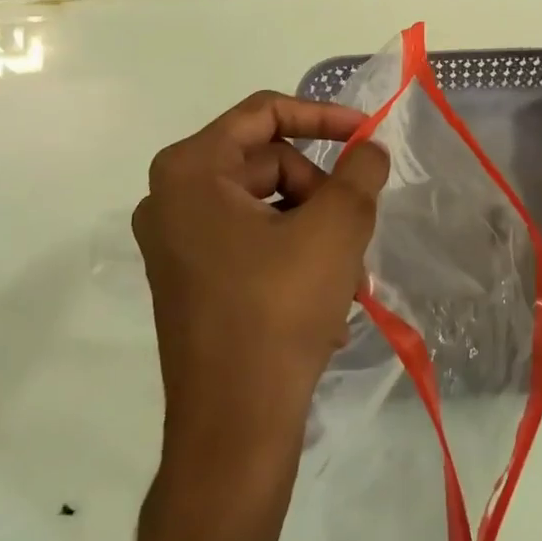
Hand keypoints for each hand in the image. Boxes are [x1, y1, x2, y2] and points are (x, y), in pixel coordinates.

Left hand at [133, 92, 389, 449]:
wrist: (235, 428)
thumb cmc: (279, 310)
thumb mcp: (336, 227)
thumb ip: (361, 170)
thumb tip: (369, 149)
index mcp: (191, 172)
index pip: (264, 112)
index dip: (323, 116)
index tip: (367, 135)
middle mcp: (172, 200)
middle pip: (269, 161)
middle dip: (321, 191)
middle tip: (356, 229)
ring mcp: (178, 244)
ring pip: (268, 205)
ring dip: (318, 229)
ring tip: (349, 276)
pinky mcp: (192, 280)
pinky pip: (254, 241)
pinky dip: (296, 256)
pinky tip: (327, 300)